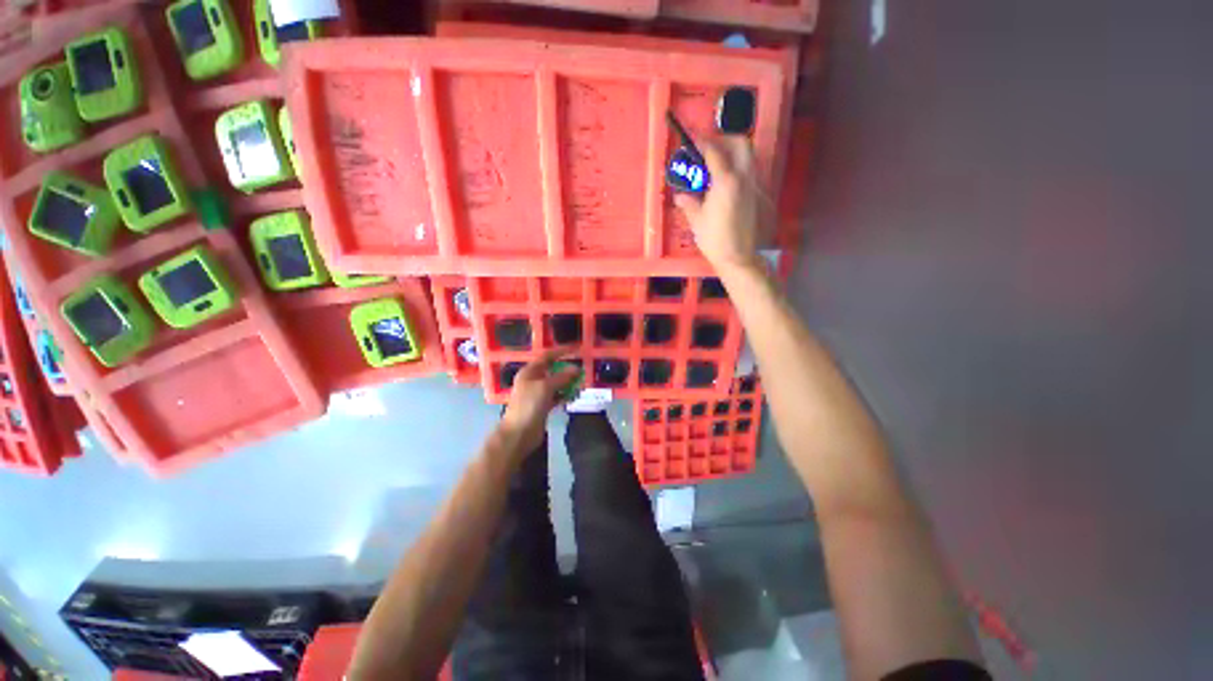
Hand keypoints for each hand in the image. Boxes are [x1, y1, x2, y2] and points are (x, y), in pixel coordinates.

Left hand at [499, 348, 580, 455]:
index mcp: (529, 372)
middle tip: (581, 370)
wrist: (519, 433)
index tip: (576, 349)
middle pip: (552, 370)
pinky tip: (574, 396)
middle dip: (567, 370)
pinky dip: (565, 395)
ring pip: (556, 384)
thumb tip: (577, 369)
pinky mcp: (543, 406)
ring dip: (567, 383)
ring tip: (580, 384)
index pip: (547, 357)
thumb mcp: (546, 387)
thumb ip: (562, 377)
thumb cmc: (529, 405)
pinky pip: (556, 396)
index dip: (561, 351)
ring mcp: (537, 394)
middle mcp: (533, 380)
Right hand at [674, 136, 771, 274]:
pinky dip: (737, 168)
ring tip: (715, 165)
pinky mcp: (756, 196)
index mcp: (726, 181)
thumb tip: (680, 195)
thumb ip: (688, 202)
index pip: (715, 151)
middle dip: (724, 140)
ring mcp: (753, 186)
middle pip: (741, 144)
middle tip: (708, 149)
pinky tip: (723, 183)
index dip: (702, 141)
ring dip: (732, 153)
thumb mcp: (696, 220)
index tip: (692, 138)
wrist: (738, 257)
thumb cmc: (714, 239)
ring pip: (748, 157)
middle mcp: (744, 178)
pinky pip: (748, 172)